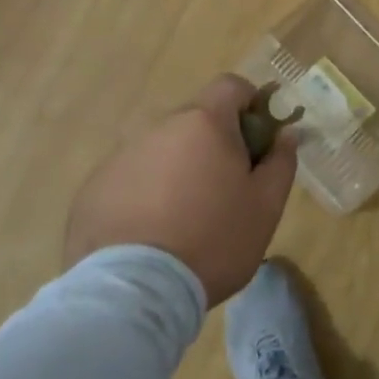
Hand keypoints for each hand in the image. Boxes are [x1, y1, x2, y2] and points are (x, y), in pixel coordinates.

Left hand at [64, 74, 297, 305]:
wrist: (132, 293)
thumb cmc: (213, 241)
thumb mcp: (266, 206)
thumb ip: (281, 162)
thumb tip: (285, 134)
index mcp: (204, 123)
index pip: (231, 86)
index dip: (250, 104)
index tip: (257, 141)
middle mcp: (159, 127)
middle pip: (196, 120)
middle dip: (214, 143)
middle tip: (226, 190)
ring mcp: (121, 157)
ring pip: (162, 150)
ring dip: (178, 169)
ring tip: (184, 220)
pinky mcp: (93, 189)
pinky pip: (131, 178)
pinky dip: (145, 194)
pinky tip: (150, 235)